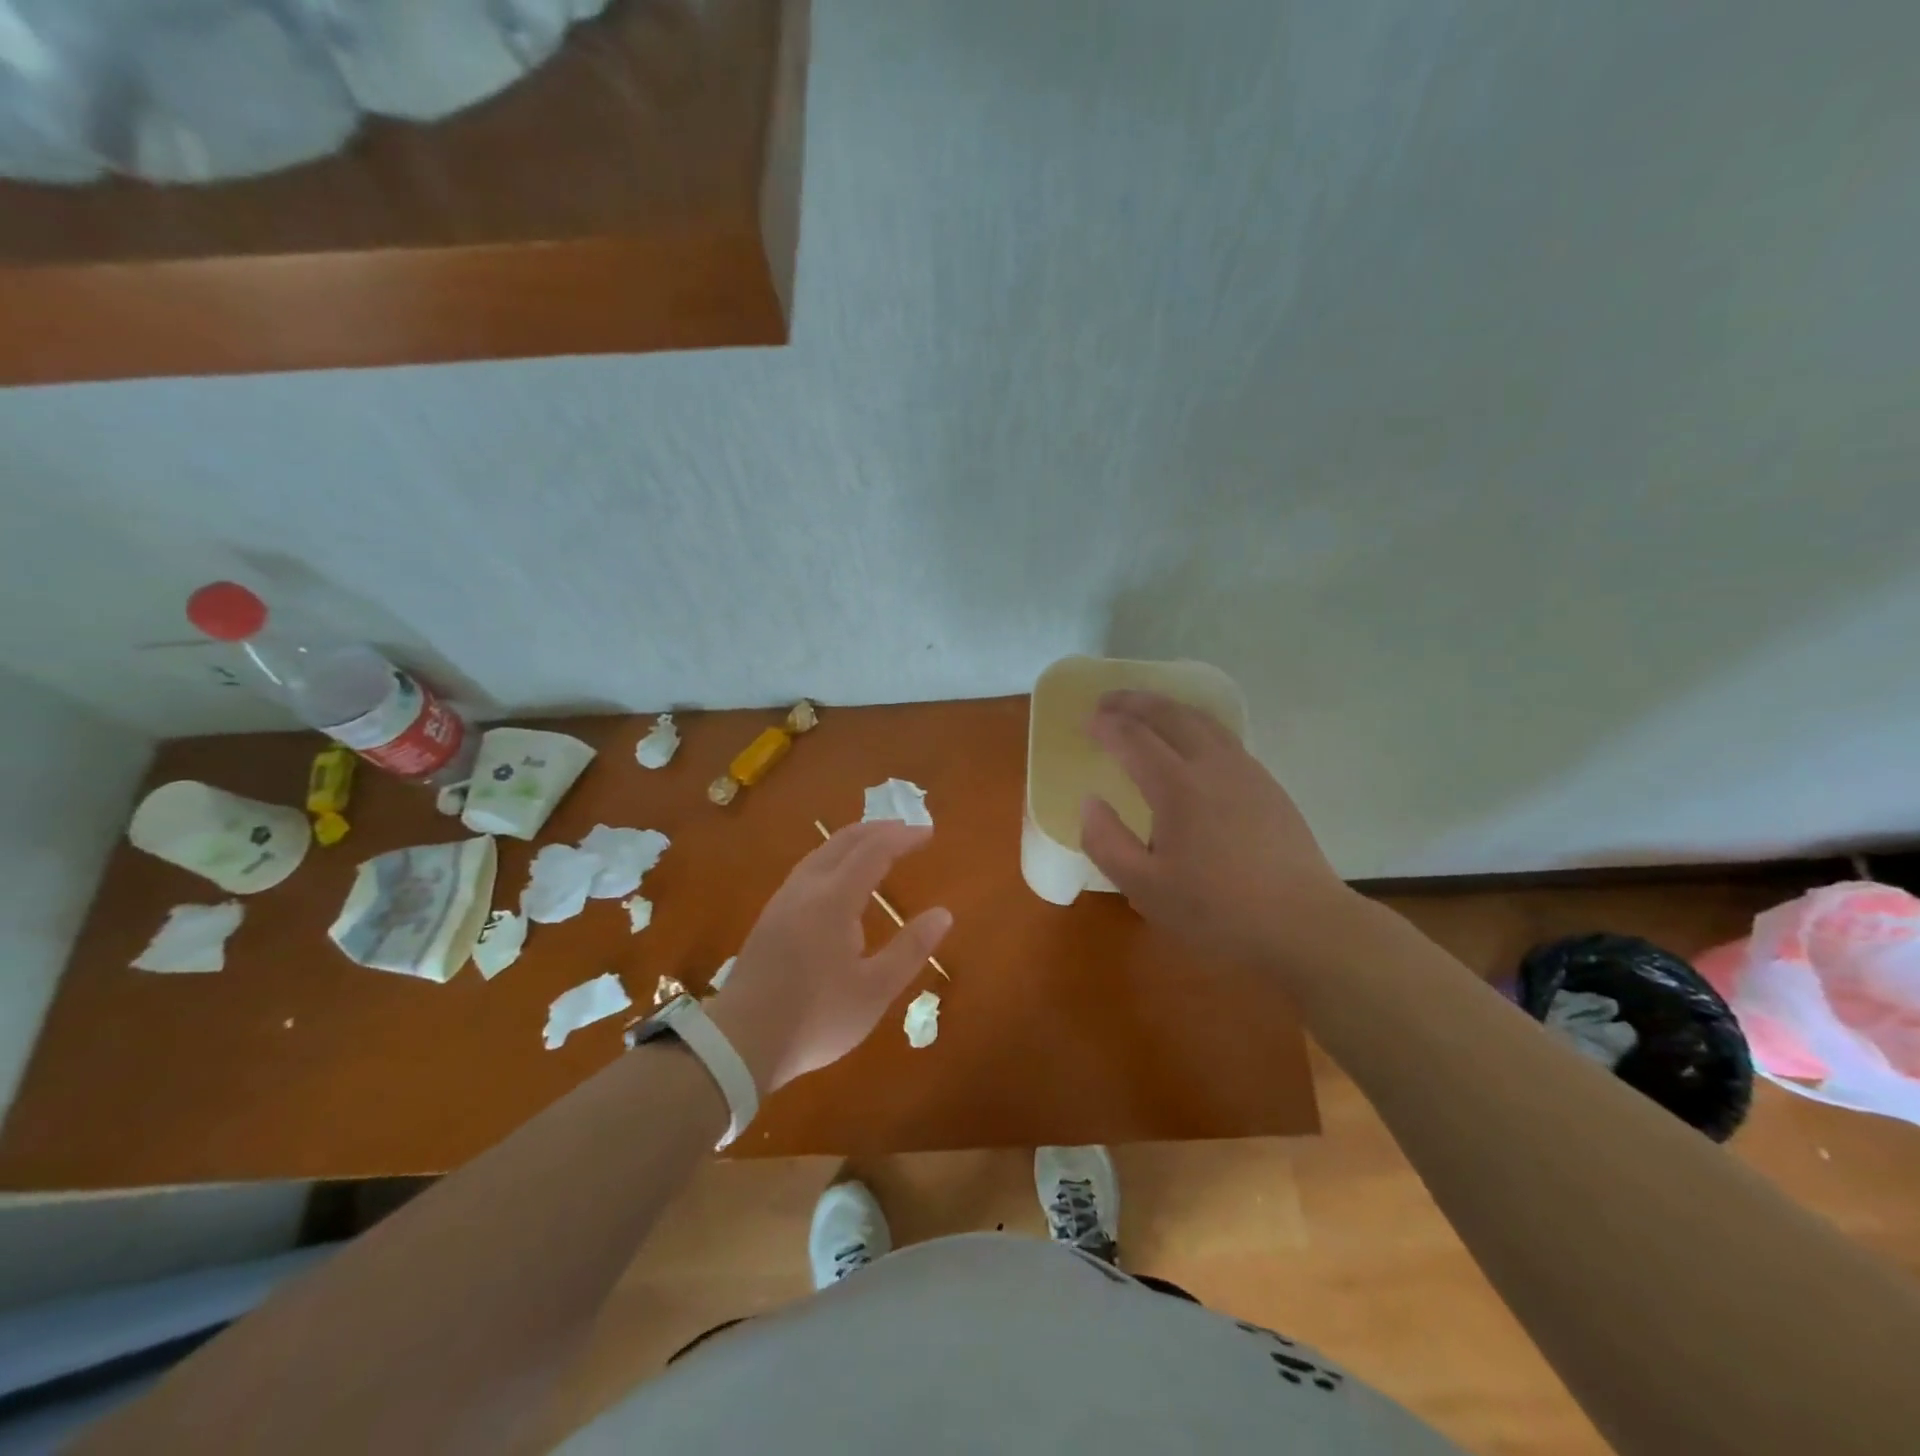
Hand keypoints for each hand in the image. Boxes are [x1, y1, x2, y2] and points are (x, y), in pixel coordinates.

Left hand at [706, 820, 950, 1092]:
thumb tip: (943, 914)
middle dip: (877, 829)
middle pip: (843, 841)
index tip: (928, 833)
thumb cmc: (816, 1017)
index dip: (902, 837)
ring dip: (852, 841)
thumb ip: (911, 949)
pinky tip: (838, 881)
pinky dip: (833, 858)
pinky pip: (807, 869)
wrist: (739, 1043)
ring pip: (820, 853)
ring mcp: (783, 901)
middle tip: (905, 832)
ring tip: (876, 848)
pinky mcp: (769, 918)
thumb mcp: (875, 990)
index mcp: (834, 899)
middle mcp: (806, 888)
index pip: (874, 851)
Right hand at [1080, 690, 1353, 969]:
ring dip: (1167, 707)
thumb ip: (1106, 842)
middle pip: (1169, 715)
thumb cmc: (1217, 910)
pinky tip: (1192, 743)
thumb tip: (1090, 802)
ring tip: (1146, 710)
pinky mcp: (1267, 785)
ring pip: (1202, 720)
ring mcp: (1246, 771)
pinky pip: (1223, 737)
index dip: (1106, 725)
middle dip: (1134, 702)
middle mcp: (1212, 765)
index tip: (1086, 721)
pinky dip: (1195, 725)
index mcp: (1177, 787)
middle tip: (1108, 701)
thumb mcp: (1144, 888)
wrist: (1303, 923)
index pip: (1133, 738)